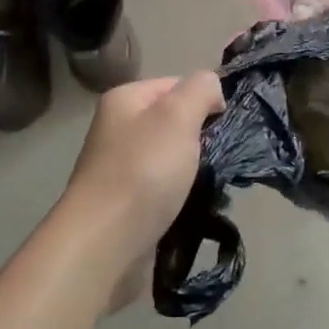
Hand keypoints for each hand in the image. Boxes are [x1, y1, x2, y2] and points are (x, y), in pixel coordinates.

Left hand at [55, 72, 224, 307]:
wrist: (105, 244)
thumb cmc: (143, 171)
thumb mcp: (178, 115)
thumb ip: (201, 89)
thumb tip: (212, 91)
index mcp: (125, 100)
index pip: (177, 84)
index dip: (205, 100)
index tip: (224, 125)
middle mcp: (119, 130)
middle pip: (176, 122)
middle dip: (203, 138)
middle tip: (223, 156)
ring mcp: (122, 170)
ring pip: (175, 159)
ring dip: (197, 171)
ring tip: (215, 185)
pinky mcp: (129, 205)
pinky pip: (167, 191)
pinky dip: (185, 197)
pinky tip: (199, 207)